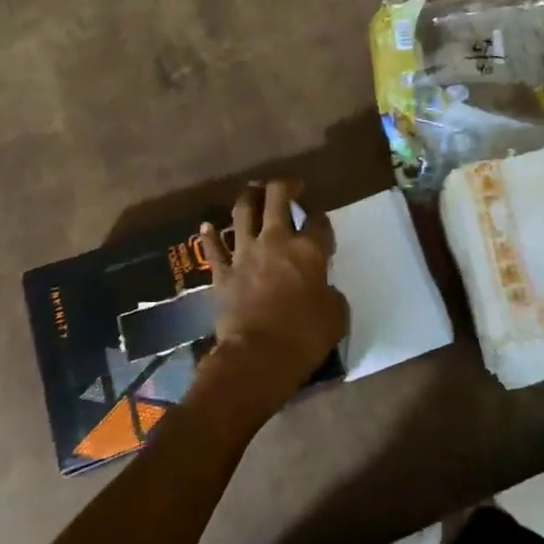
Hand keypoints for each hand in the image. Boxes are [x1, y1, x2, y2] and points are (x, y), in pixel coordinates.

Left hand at [198, 181, 349, 402]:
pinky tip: (207, 226)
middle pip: (277, 199)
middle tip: (290, 186)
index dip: (321, 219)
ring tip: (252, 191)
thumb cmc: (305, 336)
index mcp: (309, 251)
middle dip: (284, 186)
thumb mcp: (336, 315)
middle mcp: (276, 242)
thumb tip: (323, 290)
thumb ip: (331, 294)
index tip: (320, 223)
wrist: (257, 356)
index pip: (318, 222)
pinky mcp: (222, 273)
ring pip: (242, 213)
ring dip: (248, 198)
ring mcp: (245, 254)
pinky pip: (213, 248)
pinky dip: (210, 235)